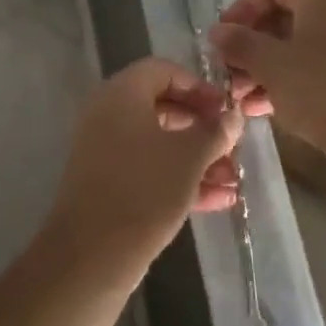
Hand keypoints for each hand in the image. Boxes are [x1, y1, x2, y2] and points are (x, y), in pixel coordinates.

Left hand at [40, 58, 245, 281]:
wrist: (91, 254)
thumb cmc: (144, 190)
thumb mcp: (189, 158)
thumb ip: (215, 132)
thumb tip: (233, 115)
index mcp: (122, 94)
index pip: (163, 71)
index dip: (199, 86)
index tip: (226, 110)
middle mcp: (108, 115)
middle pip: (163, 108)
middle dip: (202, 128)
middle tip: (232, 145)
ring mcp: (105, 151)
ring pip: (158, 143)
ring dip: (197, 158)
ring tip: (234, 180)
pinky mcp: (108, 184)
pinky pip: (148, 169)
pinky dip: (180, 178)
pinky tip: (218, 200)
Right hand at [209, 0, 325, 150]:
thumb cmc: (318, 87)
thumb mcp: (270, 64)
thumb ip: (239, 43)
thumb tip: (216, 32)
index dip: (240, 9)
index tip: (220, 37)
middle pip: (282, 17)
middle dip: (249, 45)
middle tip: (227, 70)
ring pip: (295, 45)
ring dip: (262, 67)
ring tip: (240, 96)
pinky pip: (312, 65)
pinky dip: (285, 80)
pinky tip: (261, 108)